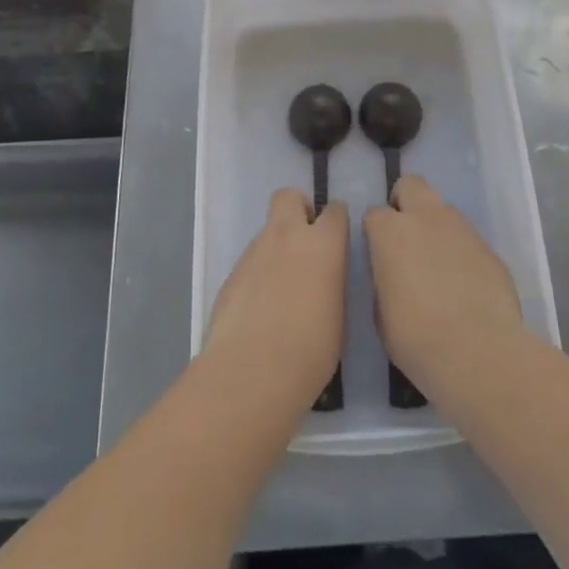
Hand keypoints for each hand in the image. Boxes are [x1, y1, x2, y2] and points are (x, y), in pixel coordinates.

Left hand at [203, 188, 347, 414]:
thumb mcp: (338, 315)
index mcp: (323, 244)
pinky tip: (259, 310)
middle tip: (305, 244)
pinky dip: (257, 276)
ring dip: (276, 249)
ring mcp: (254, 252)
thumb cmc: (310, 350)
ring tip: (281, 291)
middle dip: (298, 210)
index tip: (337, 241)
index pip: (335, 210)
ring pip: (267, 232)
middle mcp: (287, 236)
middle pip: (289, 196)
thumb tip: (322, 281)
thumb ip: (330, 283)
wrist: (251, 372)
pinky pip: (250, 263)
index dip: (336, 222)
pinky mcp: (230, 274)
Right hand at [364, 175, 527, 400]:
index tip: (378, 255)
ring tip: (439, 266)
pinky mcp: (490, 248)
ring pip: (444, 210)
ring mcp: (462, 228)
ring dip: (436, 227)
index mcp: (390, 231)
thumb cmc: (415, 336)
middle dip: (406, 202)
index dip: (375, 233)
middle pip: (411, 185)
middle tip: (406, 237)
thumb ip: (385, 280)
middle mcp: (426, 217)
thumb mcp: (381, 313)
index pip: (374, 213)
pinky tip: (465, 285)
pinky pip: (469, 240)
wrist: (477, 351)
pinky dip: (463, 253)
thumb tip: (394, 276)